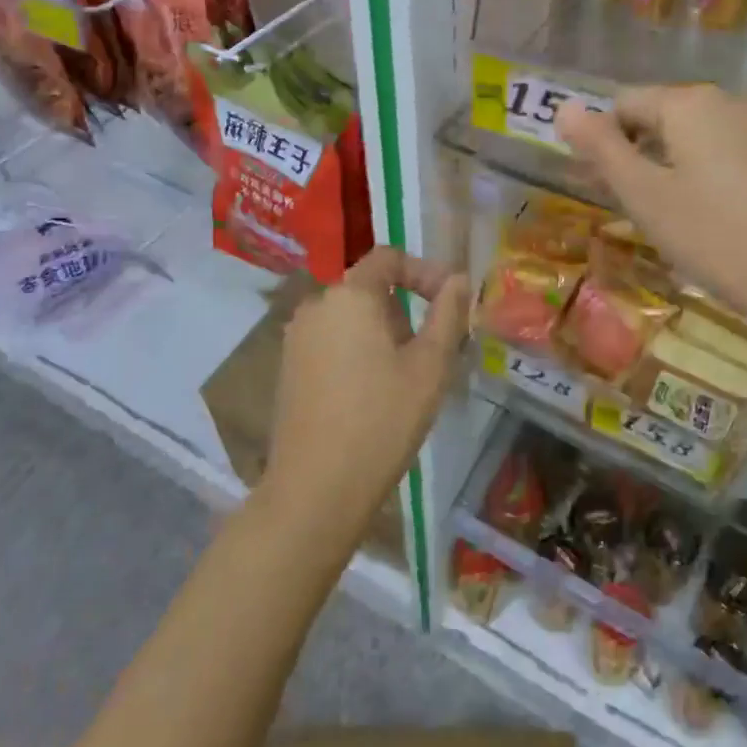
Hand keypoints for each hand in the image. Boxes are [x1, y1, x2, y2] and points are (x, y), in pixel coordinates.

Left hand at [264, 248, 471, 540]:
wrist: (316, 488)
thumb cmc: (382, 420)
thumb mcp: (430, 365)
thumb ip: (448, 313)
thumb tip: (458, 279)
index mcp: (350, 295)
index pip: (388, 258)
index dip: (423, 272)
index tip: (448, 303)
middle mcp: (316, 305)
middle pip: (369, 288)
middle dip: (405, 309)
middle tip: (431, 350)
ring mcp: (297, 337)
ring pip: (350, 316)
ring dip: (382, 332)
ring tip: (406, 376)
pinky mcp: (288, 367)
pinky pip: (331, 340)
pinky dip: (357, 350)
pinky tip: (372, 393)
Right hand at [557, 85, 746, 360]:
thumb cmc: (715, 236)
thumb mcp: (644, 194)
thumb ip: (601, 147)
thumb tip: (563, 107)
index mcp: (690, 102)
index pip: (625, 104)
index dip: (604, 142)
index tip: (604, 188)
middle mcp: (731, 100)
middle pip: (664, 117)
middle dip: (640, 154)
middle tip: (636, 209)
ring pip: (699, 137)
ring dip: (675, 167)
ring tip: (676, 220)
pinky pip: (732, 153)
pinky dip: (712, 176)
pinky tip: (718, 219)